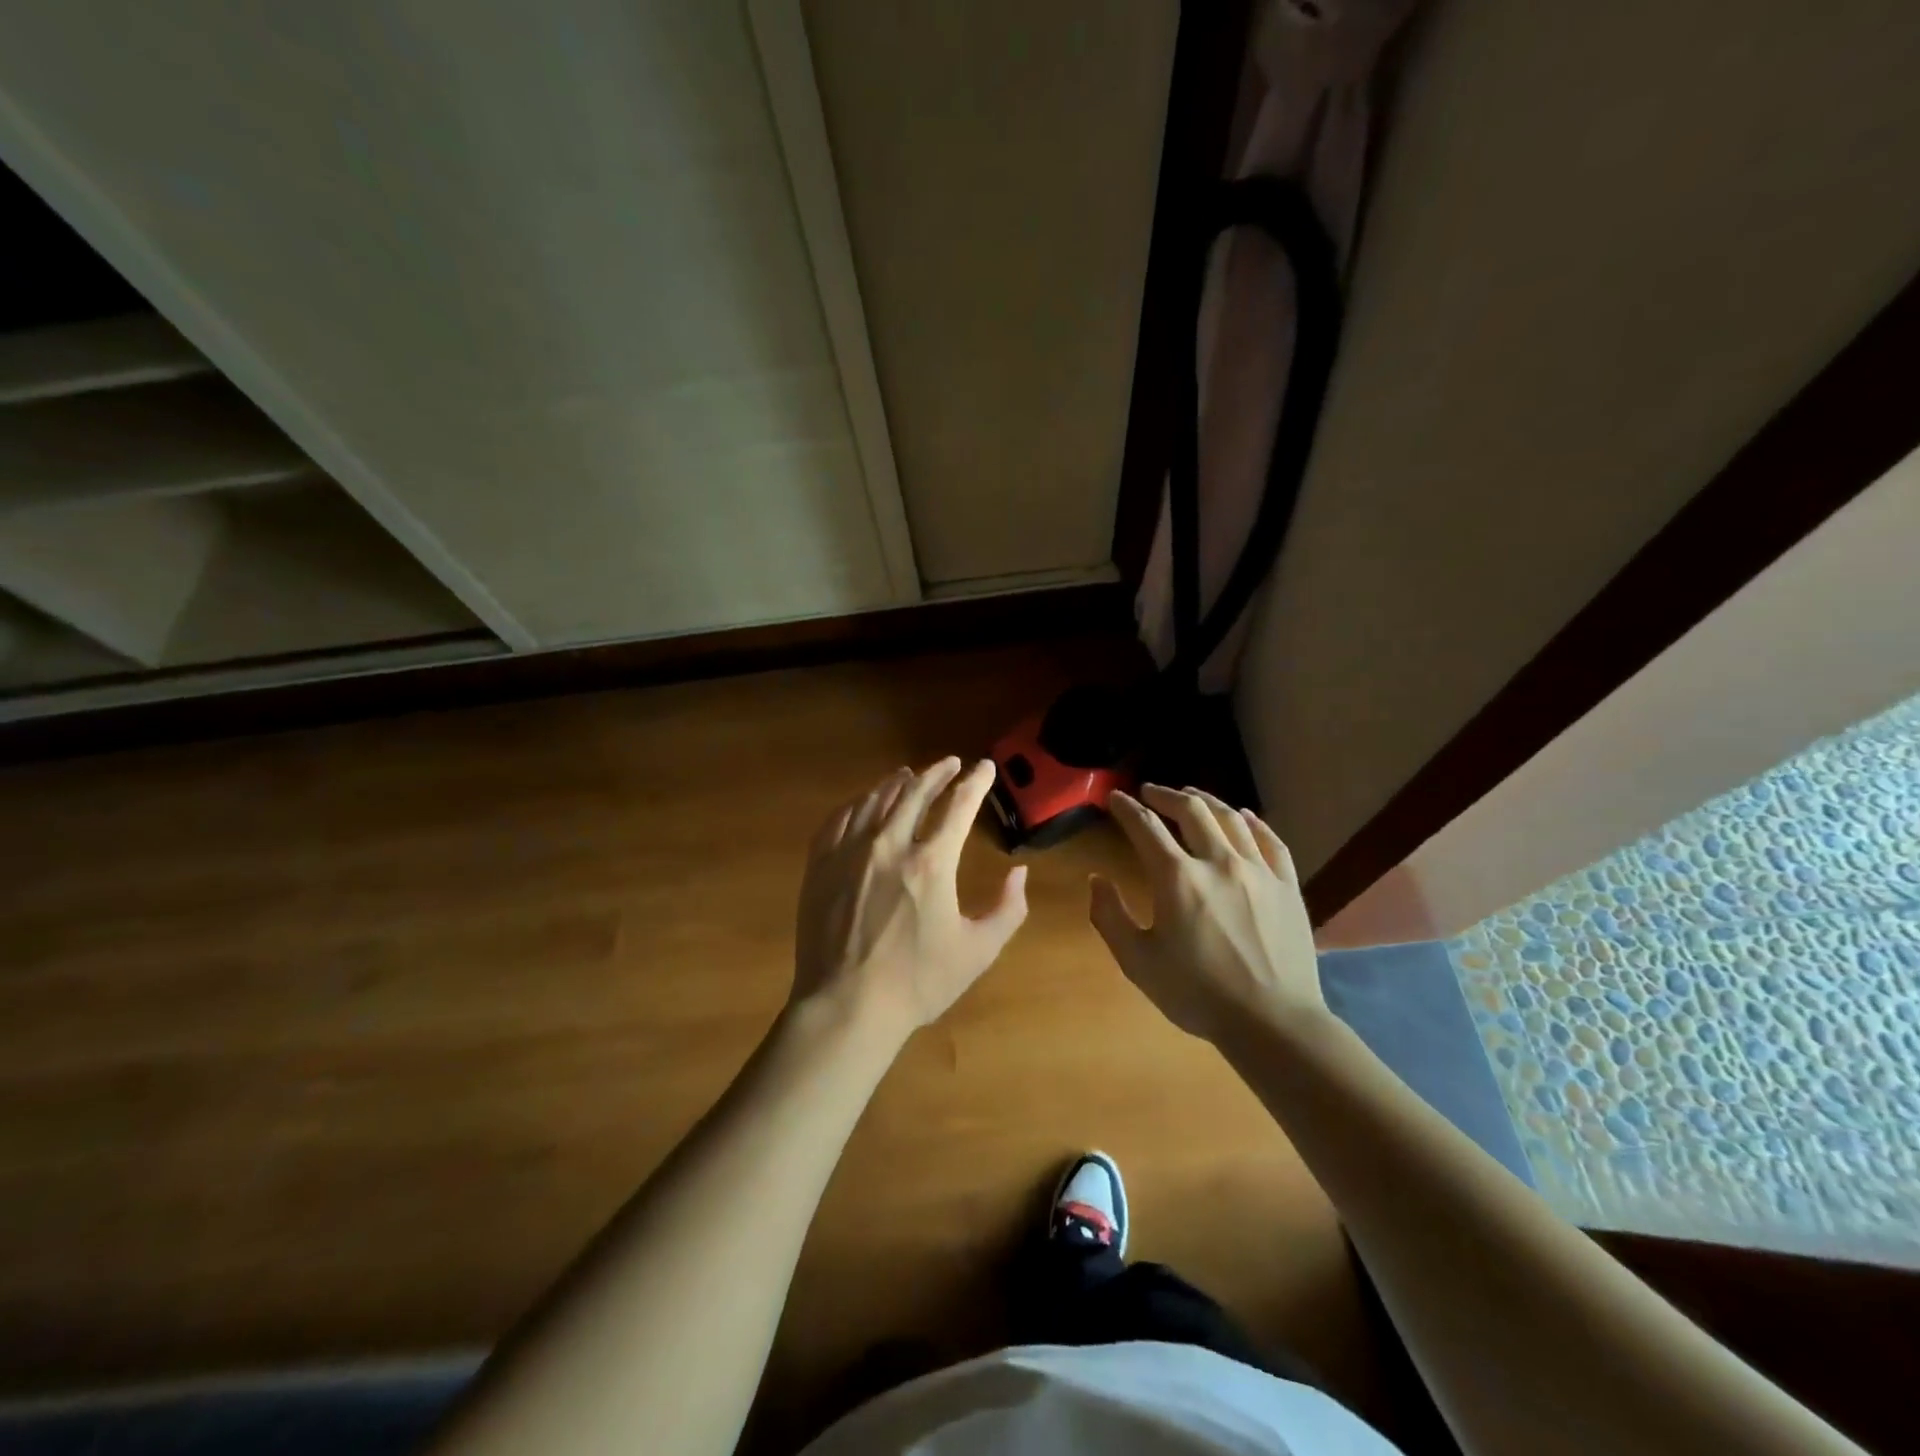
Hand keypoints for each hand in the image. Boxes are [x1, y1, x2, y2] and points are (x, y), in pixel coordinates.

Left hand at [793, 758, 1027, 1038]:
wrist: (845, 1006)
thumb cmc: (917, 982)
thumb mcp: (978, 951)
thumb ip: (1008, 909)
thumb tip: (1019, 872)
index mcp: (931, 862)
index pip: (959, 805)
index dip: (976, 782)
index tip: (985, 768)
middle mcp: (889, 844)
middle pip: (915, 792)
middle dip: (937, 772)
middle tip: (950, 763)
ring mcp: (849, 852)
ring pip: (875, 800)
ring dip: (897, 783)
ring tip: (908, 775)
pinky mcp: (820, 865)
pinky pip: (839, 819)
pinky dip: (857, 803)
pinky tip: (863, 802)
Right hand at [1089, 785, 1324, 1043]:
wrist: (1273, 1023)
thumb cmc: (1198, 994)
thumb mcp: (1137, 962)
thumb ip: (1110, 916)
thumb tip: (1096, 880)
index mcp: (1177, 878)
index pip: (1146, 827)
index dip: (1126, 808)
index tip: (1115, 798)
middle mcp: (1218, 862)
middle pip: (1191, 810)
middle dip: (1165, 794)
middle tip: (1150, 791)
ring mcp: (1258, 870)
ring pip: (1230, 818)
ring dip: (1206, 800)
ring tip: (1191, 795)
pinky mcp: (1287, 885)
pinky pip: (1270, 840)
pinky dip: (1253, 822)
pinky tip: (1244, 816)